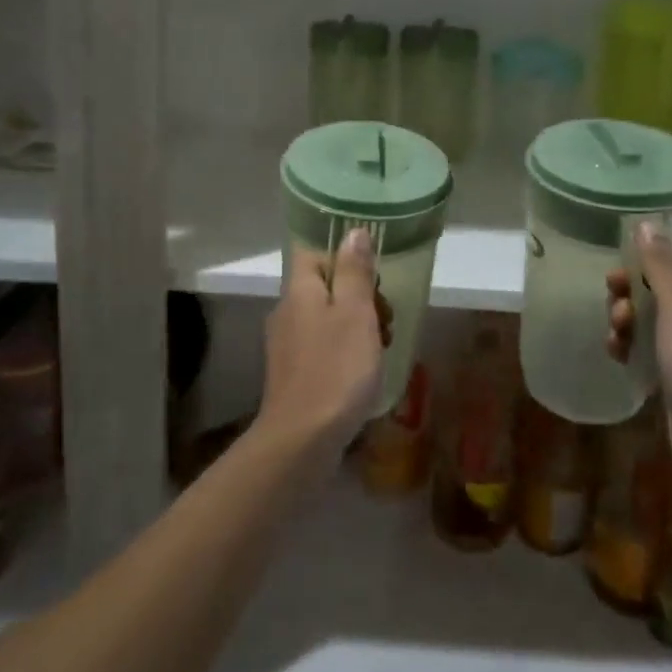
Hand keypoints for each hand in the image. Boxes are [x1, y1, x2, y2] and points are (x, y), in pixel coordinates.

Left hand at [262, 228, 393, 458]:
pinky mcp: (293, 375)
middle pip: (324, 287)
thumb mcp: (354, 313)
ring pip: (326, 319)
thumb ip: (354, 271)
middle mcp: (286, 312)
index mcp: (299, 291)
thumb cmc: (336, 369)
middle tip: (385, 320)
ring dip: (356, 327)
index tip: (373, 278)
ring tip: (381, 350)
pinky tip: (363, 374)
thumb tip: (354, 231)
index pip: (314, 252)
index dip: (344, 257)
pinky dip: (345, 352)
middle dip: (359, 297)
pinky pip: (322, 348)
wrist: (302, 440)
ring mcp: (287, 346)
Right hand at [606, 222, 671, 477]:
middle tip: (617, 316)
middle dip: (628, 300)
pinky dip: (630, 353)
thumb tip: (647, 222)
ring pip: (647, 325)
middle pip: (655, 294)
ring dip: (625, 327)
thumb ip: (659, 264)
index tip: (614, 281)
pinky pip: (647, 354)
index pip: (670, 266)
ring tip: (616, 344)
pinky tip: (619, 360)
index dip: (639, 268)